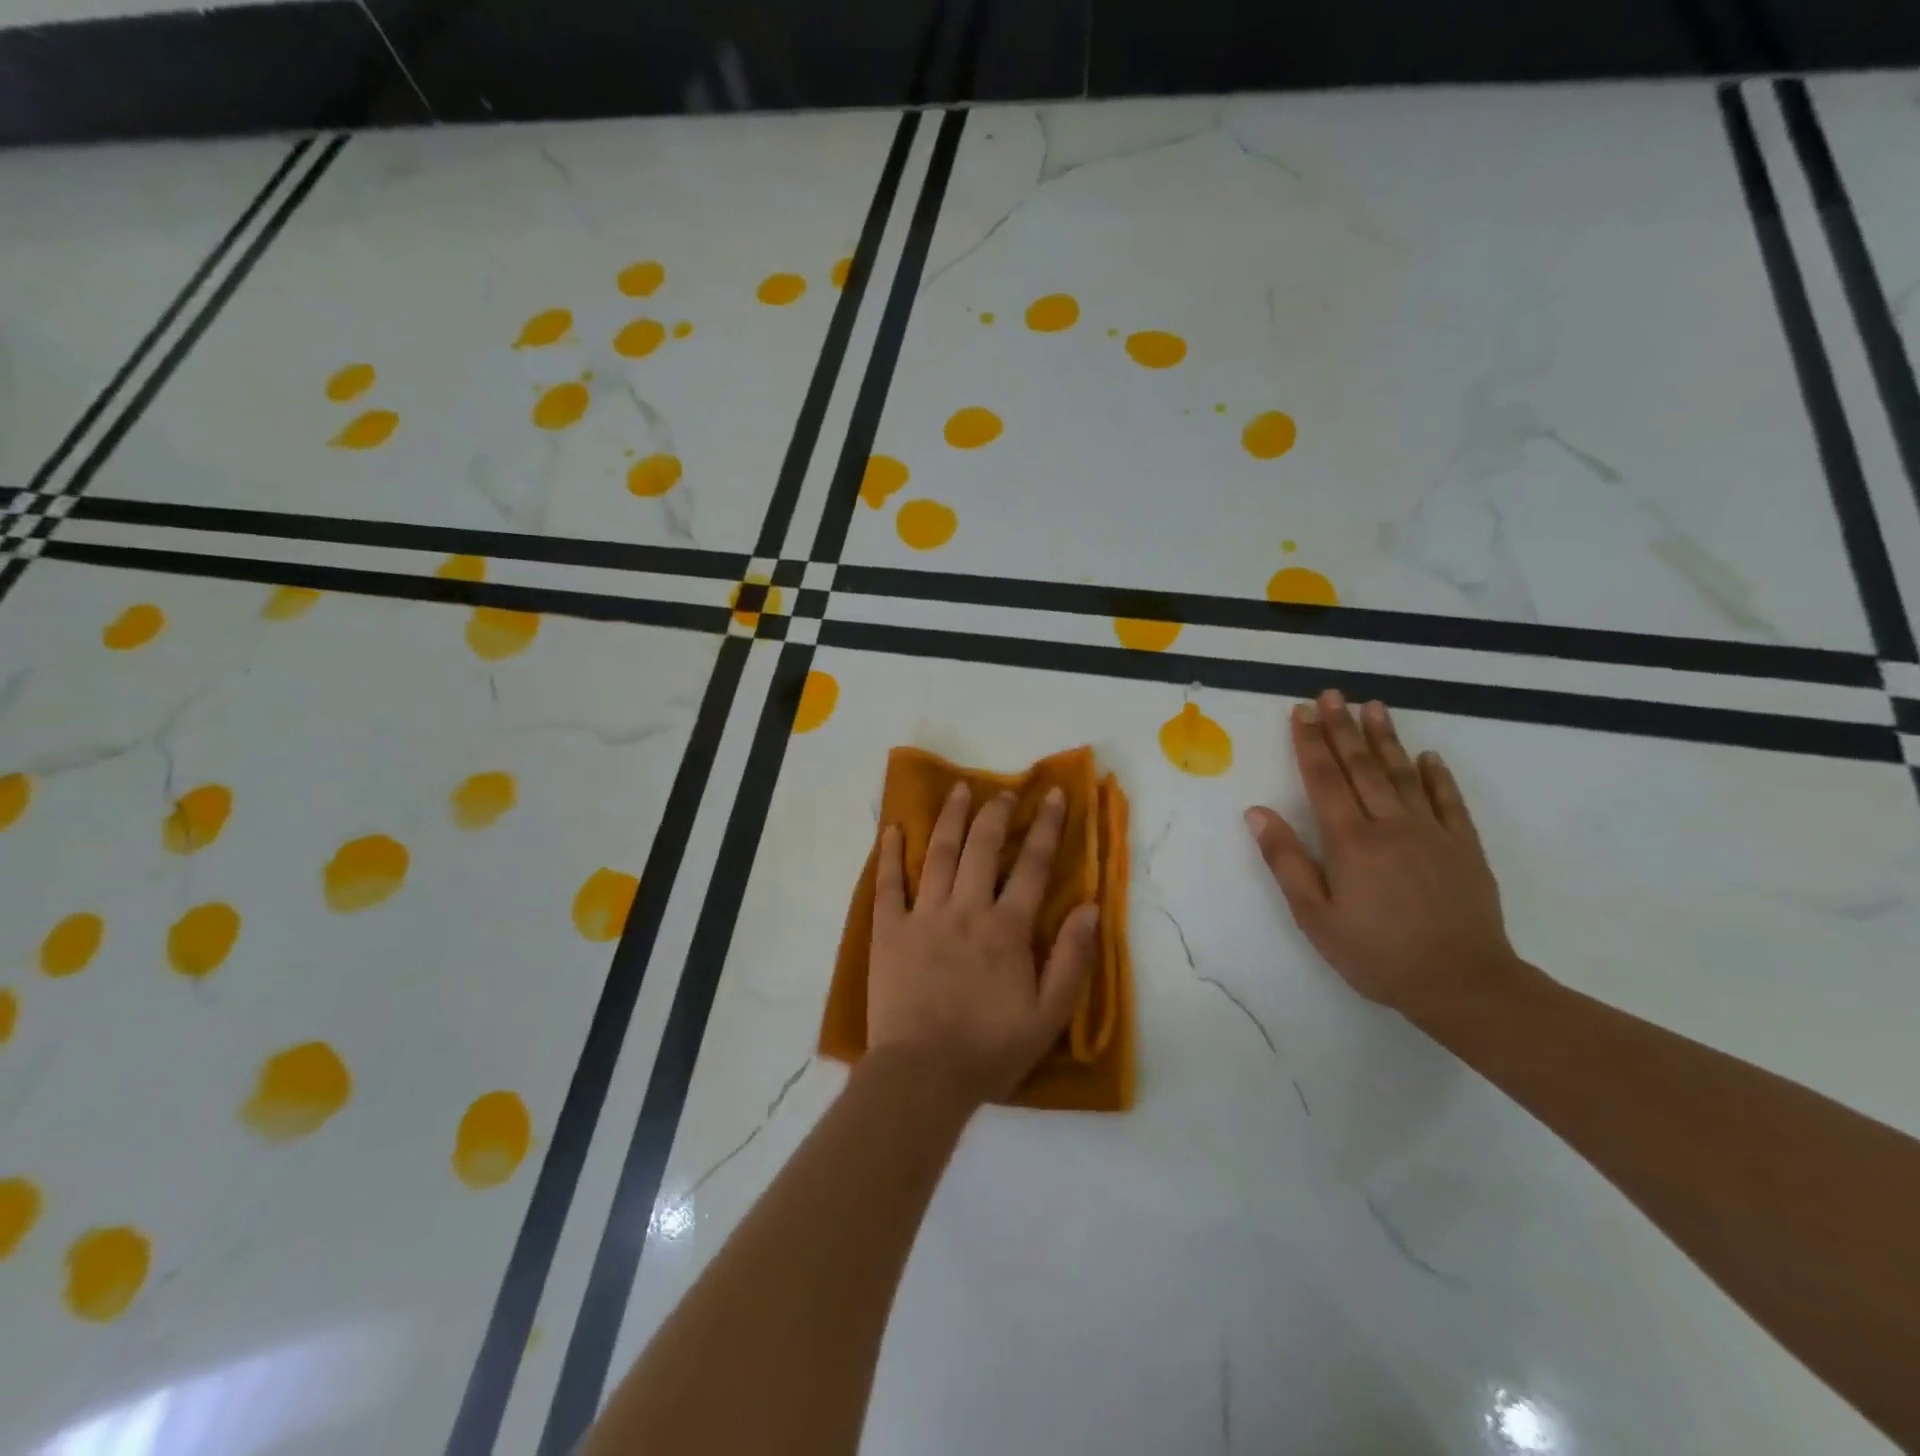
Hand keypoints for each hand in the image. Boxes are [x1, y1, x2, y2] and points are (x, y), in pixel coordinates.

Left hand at [869, 782, 1101, 1106]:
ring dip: (950, 819)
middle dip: (996, 813)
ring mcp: (924, 916)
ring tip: (957, 789)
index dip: (1045, 827)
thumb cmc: (990, 1048)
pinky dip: (890, 855)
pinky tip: (893, 829)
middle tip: (1003, 790)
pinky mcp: (889, 931)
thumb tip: (1090, 907)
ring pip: (939, 854)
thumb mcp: (1049, 1015)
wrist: (923, 1075)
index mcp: (1006, 928)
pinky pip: (887, 884)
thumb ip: (1073, 959)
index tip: (1051, 795)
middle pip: (982, 848)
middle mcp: (966, 910)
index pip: (1032, 866)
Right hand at [1245, 691, 1524, 1021]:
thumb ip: (1286, 861)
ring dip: (1386, 738)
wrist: (1463, 984)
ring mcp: (1432, 832)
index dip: (1310, 743)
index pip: (1324, 779)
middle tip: (1333, 694)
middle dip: (1343, 728)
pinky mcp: (1464, 847)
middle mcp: (1390, 824)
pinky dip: (1437, 775)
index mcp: (1350, 840)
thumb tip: (1257, 813)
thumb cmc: (1376, 954)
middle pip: (1362, 766)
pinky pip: (1448, 801)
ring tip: (1374, 707)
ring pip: (1403, 774)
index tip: (1302, 711)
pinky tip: (1428, 755)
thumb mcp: (1315, 916)